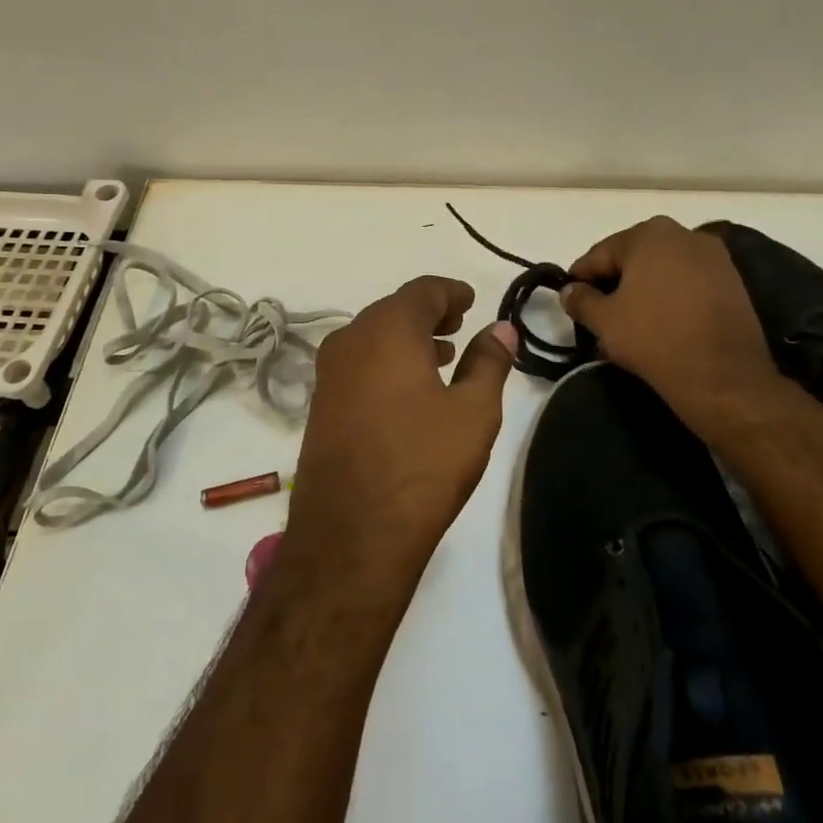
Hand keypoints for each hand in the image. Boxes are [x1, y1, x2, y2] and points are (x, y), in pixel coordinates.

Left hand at [286, 277, 516, 594]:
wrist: (352, 532)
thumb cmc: (423, 464)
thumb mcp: (473, 412)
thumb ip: (489, 361)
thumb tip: (502, 327)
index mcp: (387, 330)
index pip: (422, 291)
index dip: (451, 292)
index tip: (471, 301)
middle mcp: (350, 339)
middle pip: (394, 310)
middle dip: (429, 314)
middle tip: (460, 324)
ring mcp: (329, 372)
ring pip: (373, 337)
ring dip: (408, 339)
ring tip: (442, 355)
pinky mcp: (320, 402)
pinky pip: (358, 363)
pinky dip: (386, 361)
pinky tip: (409, 388)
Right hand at [560, 216, 786, 430]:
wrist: (723, 376)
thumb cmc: (654, 338)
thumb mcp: (603, 321)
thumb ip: (580, 299)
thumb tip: (570, 290)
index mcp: (649, 234)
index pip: (599, 254)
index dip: (580, 278)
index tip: (570, 301)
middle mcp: (684, 234)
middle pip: (633, 257)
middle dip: (614, 282)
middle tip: (599, 313)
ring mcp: (714, 257)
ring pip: (662, 270)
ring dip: (643, 289)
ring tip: (630, 321)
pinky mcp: (733, 282)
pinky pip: (688, 283)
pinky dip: (670, 297)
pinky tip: (661, 323)